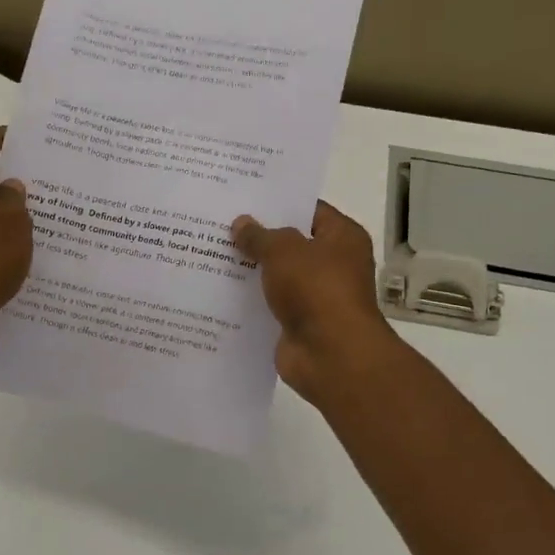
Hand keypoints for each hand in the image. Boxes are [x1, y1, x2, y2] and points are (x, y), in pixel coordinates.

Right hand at [231, 201, 398, 401]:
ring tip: (212, 254)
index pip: (309, 210)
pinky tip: (220, 291)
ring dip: (252, 270)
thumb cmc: (316, 290)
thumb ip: (260, 236)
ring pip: (278, 276)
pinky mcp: (299, 323)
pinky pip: (271, 305)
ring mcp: (317, 296)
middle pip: (291, 244)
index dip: (278, 204)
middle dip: (259, 237)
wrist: (331, 355)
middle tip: (220, 224)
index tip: (244, 199)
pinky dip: (251, 300)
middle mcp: (334, 264)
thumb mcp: (283, 251)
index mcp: (343, 237)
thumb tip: (241, 224)